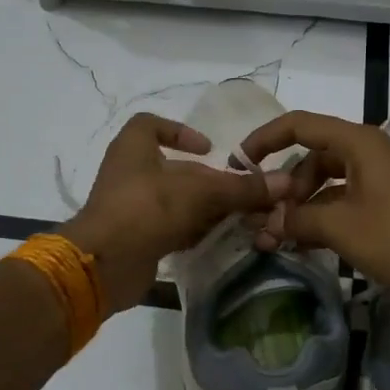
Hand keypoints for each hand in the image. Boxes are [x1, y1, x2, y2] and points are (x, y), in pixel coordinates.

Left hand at [60, 113, 287, 314]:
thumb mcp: (200, 193)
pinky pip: (170, 228)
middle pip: (174, 169)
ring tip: (239, 218)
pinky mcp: (136, 238)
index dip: (180, 131)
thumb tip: (285, 182)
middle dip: (208, 181)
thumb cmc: (147, 209)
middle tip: (240, 193)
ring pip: (175, 202)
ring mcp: (131, 208)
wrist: (104, 264)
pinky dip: (193, 231)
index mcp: (133, 148)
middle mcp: (129, 174)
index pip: (150, 125)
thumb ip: (241, 188)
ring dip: (205, 209)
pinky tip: (219, 239)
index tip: (209, 148)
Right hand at [237, 110, 389, 302]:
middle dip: (284, 186)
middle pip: (312, 157)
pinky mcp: (386, 207)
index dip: (266, 139)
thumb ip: (297, 219)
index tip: (240, 163)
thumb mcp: (339, 227)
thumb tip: (268, 223)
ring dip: (301, 208)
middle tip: (264, 219)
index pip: (300, 125)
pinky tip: (302, 245)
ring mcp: (379, 181)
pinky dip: (321, 219)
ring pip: (326, 184)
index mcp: (359, 143)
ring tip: (277, 239)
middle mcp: (368, 154)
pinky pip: (343, 203)